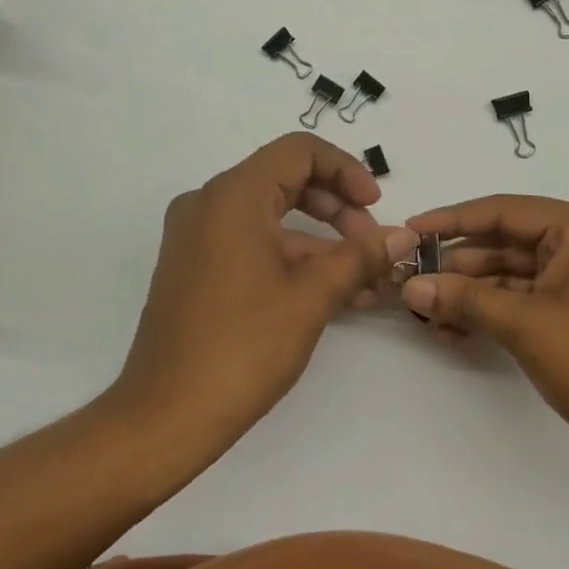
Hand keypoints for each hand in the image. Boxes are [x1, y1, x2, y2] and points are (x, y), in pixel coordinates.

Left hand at [115, 134, 414, 450]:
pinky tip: (331, 294)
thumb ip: (360, 256)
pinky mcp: (194, 268)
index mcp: (232, 196)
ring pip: (271, 218)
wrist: (166, 415)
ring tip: (364, 281)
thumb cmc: (242, 346)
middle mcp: (208, 204)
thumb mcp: (312, 297)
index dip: (346, 171)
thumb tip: (402, 236)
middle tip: (372, 245)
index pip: (299, 152)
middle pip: (286, 181)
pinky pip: (251, 245)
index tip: (376, 207)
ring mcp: (196, 237)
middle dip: (338, 208)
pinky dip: (291, 260)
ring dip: (320, 242)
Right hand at [400, 196, 568, 468]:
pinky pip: (530, 300)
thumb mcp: (526, 325)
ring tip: (427, 311)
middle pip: (507, 242)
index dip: (451, 221)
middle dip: (459, 264)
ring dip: (474, 292)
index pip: (502, 210)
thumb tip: (411, 286)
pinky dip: (497, 312)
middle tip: (411, 280)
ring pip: (515, 274)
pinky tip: (458, 330)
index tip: (408, 231)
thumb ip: (466, 299)